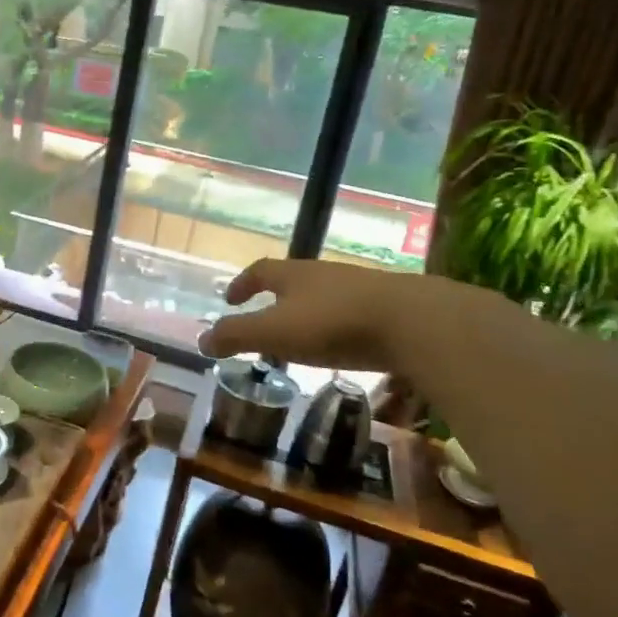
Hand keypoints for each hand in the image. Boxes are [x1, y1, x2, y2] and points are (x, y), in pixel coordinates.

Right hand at [198, 258, 422, 371]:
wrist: (416, 322)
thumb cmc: (333, 324)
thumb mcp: (275, 333)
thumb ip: (236, 336)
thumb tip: (202, 339)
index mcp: (293, 275)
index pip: (259, 271)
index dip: (242, 284)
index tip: (230, 299)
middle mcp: (324, 274)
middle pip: (292, 280)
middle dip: (275, 297)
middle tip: (263, 318)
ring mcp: (359, 288)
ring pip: (323, 295)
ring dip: (307, 311)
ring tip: (301, 336)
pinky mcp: (389, 307)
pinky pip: (351, 312)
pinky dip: (337, 325)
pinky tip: (342, 345)